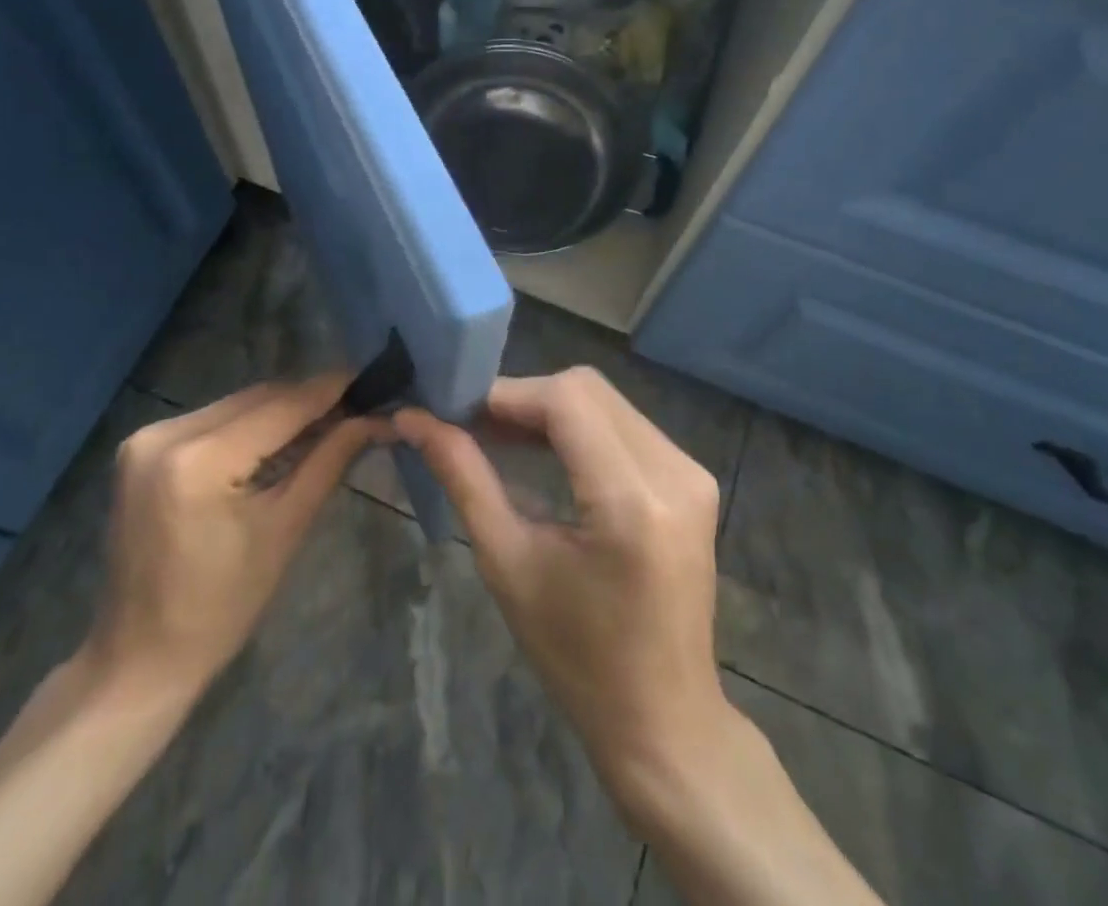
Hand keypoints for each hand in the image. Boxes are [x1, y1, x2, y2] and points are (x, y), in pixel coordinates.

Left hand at [81, 376, 387, 701]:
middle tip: (356, 405)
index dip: (329, 390)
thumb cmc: (222, 608)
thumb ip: (329, 461)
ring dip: (279, 410)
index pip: (280, 406)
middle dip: (307, 400)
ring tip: (326, 420)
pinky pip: (211, 420)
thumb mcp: (285, 529)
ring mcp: (146, 438)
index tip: (370, 378)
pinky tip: (278, 438)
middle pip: (256, 399)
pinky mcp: (141, 448)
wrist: (139, 657)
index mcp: (199, 460)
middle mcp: (166, 434)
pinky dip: (248, 425)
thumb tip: (373, 419)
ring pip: (234, 405)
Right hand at [395, 367, 729, 806]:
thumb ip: (464, 477)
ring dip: (549, 409)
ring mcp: (691, 471)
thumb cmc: (576, 657)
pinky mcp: (693, 478)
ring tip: (498, 436)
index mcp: (631, 500)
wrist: (663, 718)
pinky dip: (578, 426)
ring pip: (605, 400)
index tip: (454, 410)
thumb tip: (414, 419)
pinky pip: (624, 423)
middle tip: (472, 425)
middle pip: (586, 389)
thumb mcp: (508, 564)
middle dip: (523, 398)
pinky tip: (543, 450)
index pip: (564, 400)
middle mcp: (673, 471)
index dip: (505, 394)